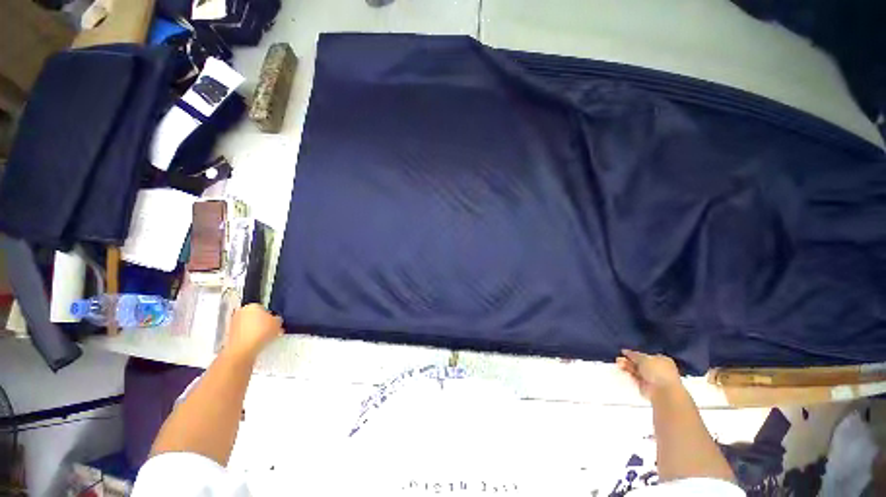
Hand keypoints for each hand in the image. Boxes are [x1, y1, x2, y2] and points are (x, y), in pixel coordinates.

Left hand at [225, 304, 282, 358]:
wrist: (243, 350)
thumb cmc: (261, 333)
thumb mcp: (278, 323)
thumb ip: (277, 319)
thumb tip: (275, 320)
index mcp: (253, 306)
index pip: (264, 308)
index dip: (271, 316)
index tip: (275, 323)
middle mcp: (241, 312)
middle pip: (255, 316)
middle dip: (262, 322)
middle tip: (271, 330)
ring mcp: (234, 323)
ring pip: (249, 325)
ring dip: (256, 330)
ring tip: (265, 338)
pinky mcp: (230, 334)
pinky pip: (244, 333)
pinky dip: (250, 337)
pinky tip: (257, 343)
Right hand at [616, 349, 681, 399]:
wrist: (663, 392)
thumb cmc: (657, 371)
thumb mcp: (643, 358)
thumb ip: (633, 354)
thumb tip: (625, 351)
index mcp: (662, 360)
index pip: (647, 355)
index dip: (636, 354)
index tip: (625, 353)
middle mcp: (658, 369)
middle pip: (640, 363)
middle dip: (629, 360)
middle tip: (619, 358)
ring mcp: (652, 378)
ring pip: (637, 370)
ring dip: (627, 366)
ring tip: (619, 363)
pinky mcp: (646, 386)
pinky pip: (636, 378)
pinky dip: (629, 374)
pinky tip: (622, 369)